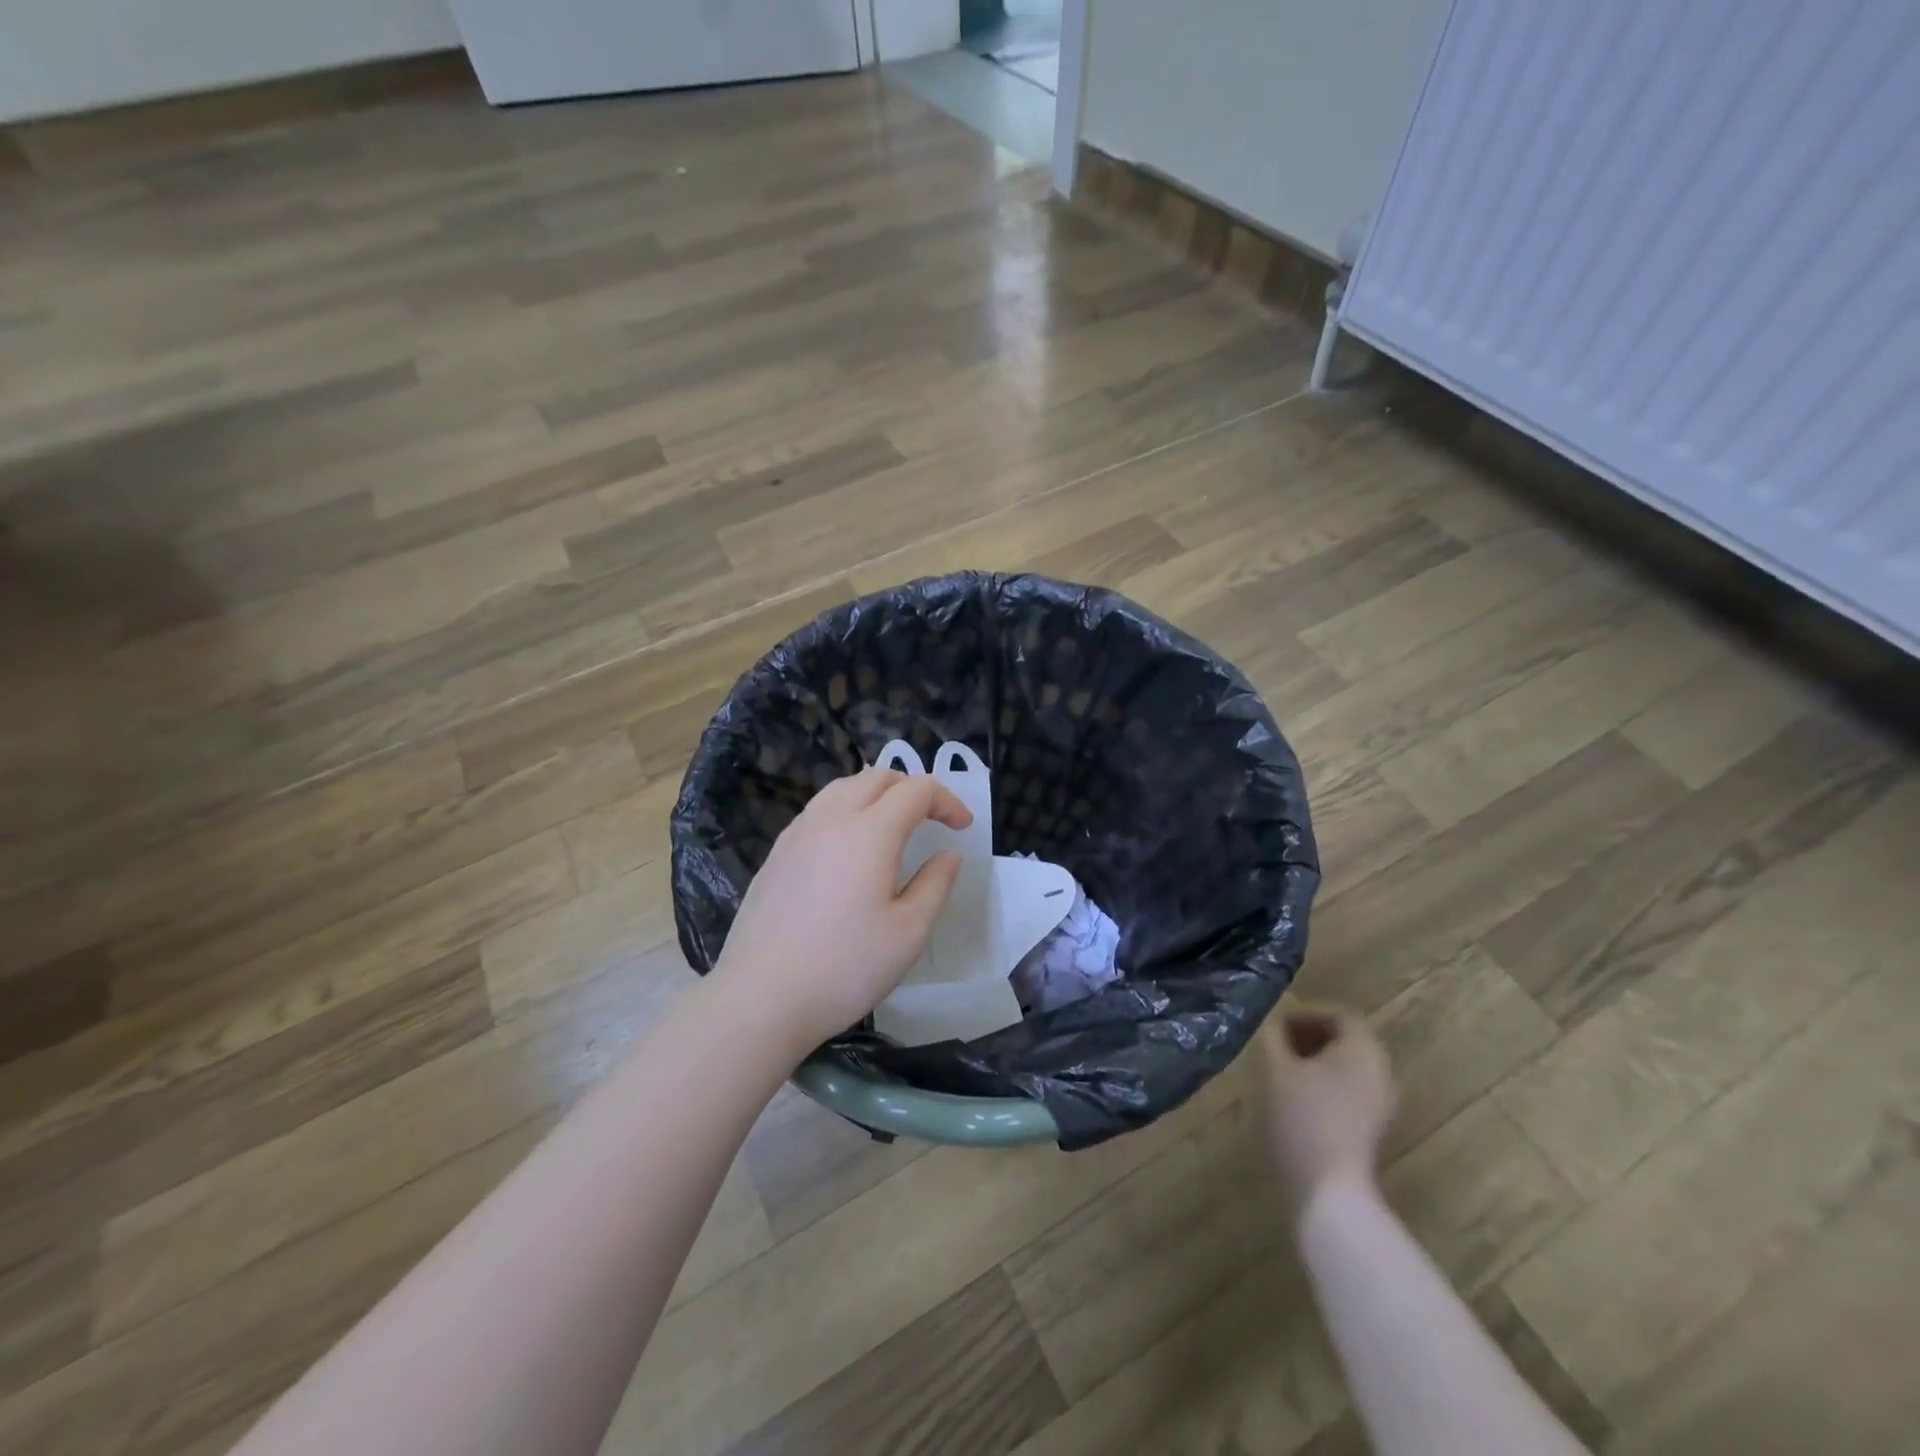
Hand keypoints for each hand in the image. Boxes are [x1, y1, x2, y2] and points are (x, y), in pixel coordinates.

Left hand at [714, 767, 971, 1053]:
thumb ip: (935, 885)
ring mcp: (797, 834)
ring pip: (842, 788)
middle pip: (876, 777)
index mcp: (869, 833)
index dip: (946, 800)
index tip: (962, 828)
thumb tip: (948, 854)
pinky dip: (845, 810)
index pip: (915, 790)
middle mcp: (831, 819)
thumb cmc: (844, 968)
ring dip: (876, 793)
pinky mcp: (776, 854)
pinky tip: (848, 847)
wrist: (761, 997)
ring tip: (892, 823)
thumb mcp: (909, 933)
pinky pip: (818, 811)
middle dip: (911, 788)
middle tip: (932, 818)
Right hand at [1258, 1006, 1396, 1218]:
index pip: (1340, 1015)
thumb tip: (1274, 1026)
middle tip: (1276, 1044)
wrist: (1327, 1191)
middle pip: (1347, 1040)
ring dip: (1315, 1060)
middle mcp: (1380, 1072)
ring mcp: (1380, 1104)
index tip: (1276, 1025)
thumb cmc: (1299, 1118)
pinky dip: (1324, 1083)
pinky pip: (1349, 1090)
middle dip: (1309, 1036)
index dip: (1306, 1013)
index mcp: (1362, 1050)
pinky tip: (1295, 1099)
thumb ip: (1272, 1036)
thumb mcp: (1273, 1067)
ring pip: (1347, 1067)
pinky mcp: (1372, 1129)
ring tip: (1281, 1070)